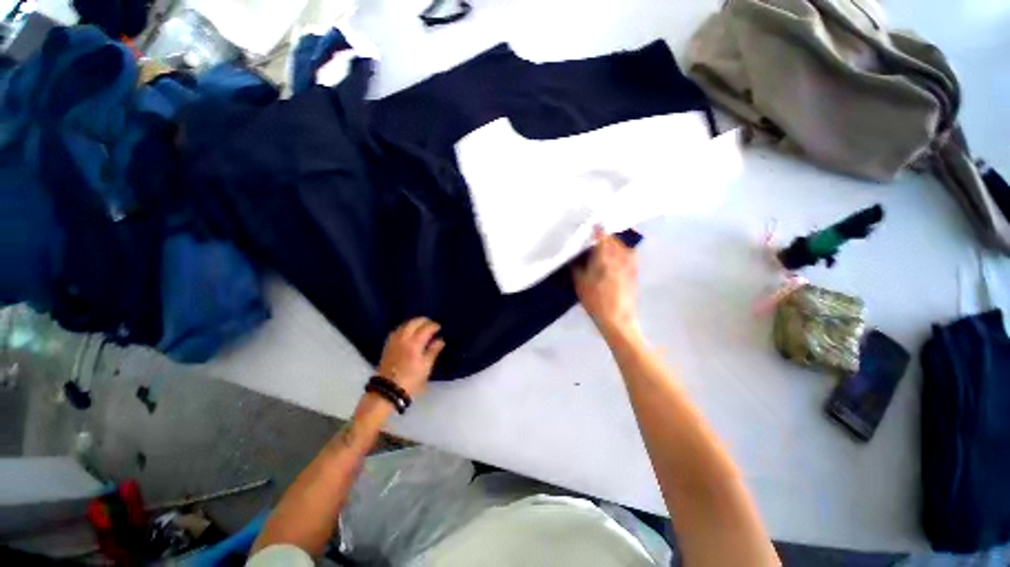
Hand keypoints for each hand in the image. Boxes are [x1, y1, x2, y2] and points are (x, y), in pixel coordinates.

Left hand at [376, 317, 445, 397]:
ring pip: (404, 325)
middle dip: (423, 320)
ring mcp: (394, 341)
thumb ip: (433, 351)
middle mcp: (403, 338)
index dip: (433, 326)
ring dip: (413, 323)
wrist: (388, 390)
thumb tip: (440, 340)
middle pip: (413, 322)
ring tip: (420, 326)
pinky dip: (405, 327)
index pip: (426, 328)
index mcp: (415, 343)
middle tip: (431, 324)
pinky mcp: (388, 345)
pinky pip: (397, 330)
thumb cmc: (411, 379)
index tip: (439, 327)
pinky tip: (407, 332)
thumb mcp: (426, 367)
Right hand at [574, 227, 639, 338]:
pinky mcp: (634, 271)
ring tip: (603, 245)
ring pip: (622, 245)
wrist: (618, 319)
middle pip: (613, 238)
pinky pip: (628, 254)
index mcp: (605, 255)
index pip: (602, 234)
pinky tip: (613, 258)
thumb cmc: (596, 300)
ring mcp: (630, 263)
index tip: (590, 224)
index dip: (596, 227)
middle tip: (594, 236)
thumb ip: (577, 266)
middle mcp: (620, 255)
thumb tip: (576, 256)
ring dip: (613, 243)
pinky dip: (620, 252)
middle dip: (605, 235)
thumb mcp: (580, 283)